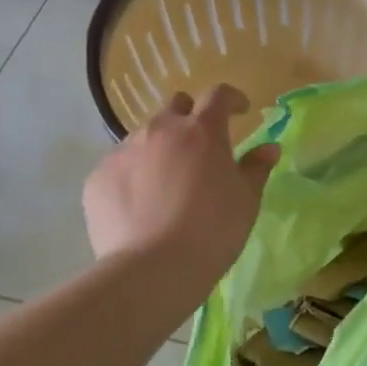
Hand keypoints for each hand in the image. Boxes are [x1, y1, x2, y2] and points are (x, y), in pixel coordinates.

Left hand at [83, 85, 278, 291]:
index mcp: (202, 131)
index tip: (240, 111)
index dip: (232, 99)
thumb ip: (256, 168)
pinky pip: (119, 166)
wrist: (152, 270)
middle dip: (190, 117)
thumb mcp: (247, 200)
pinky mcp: (98, 177)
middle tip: (200, 147)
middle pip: (176, 106)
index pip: (219, 95)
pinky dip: (133, 176)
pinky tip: (140, 207)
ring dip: (160, 149)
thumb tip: (269, 148)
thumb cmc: (213, 231)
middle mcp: (160, 130)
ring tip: (166, 183)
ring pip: (144, 136)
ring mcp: (124, 151)